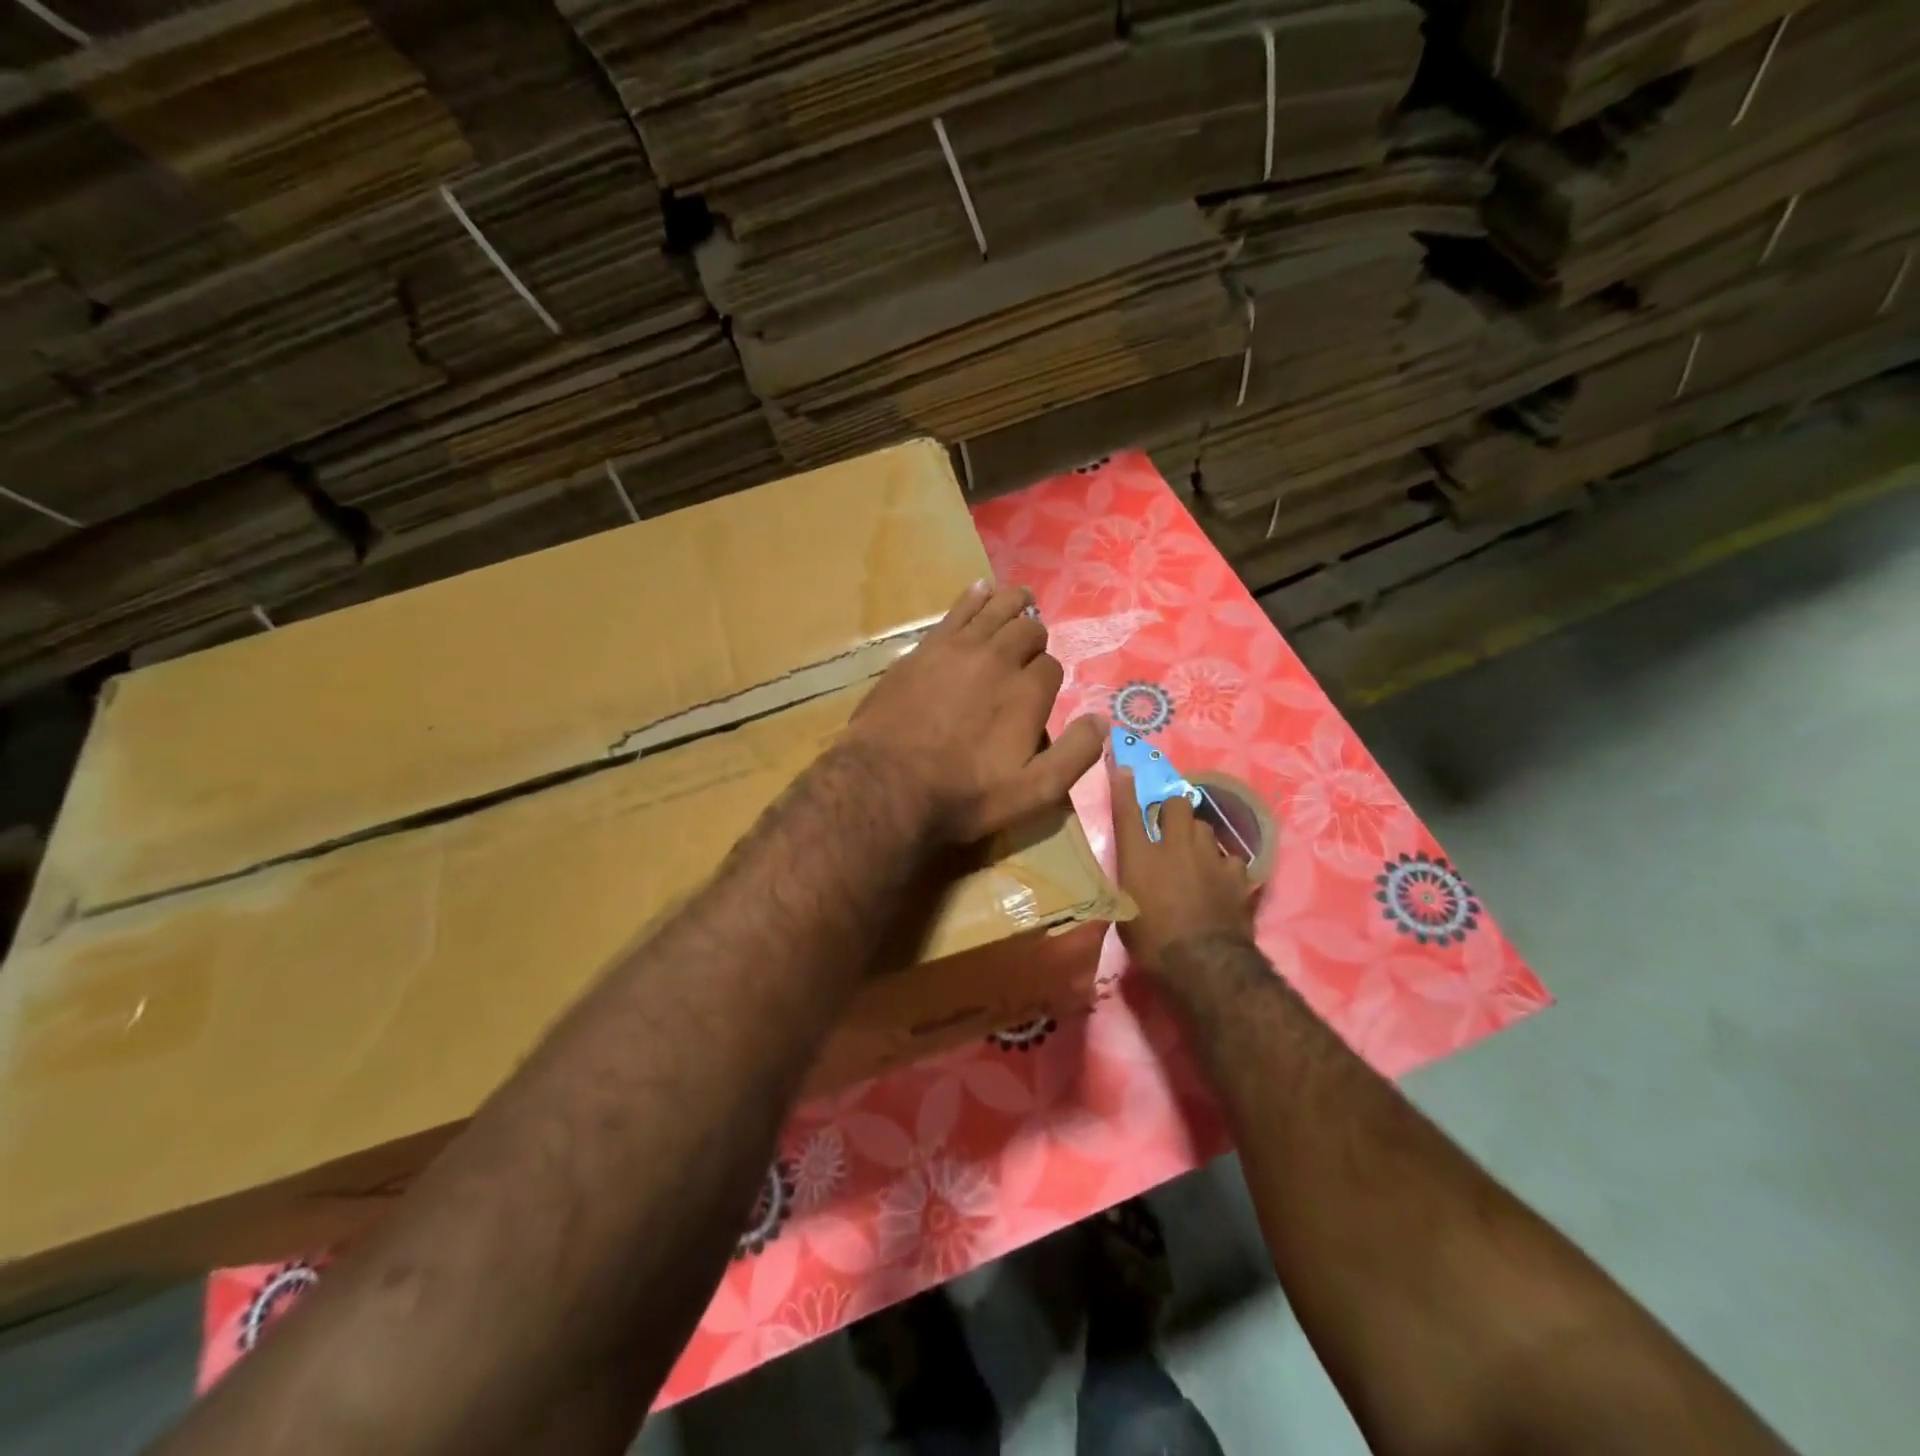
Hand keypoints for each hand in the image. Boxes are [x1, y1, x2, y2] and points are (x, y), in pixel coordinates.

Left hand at [846, 581, 1104, 843]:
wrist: (885, 783)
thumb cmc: (962, 794)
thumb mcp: (1032, 793)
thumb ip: (1073, 756)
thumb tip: (1102, 720)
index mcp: (1027, 693)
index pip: (1050, 668)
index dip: (1048, 678)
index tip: (1038, 695)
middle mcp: (998, 659)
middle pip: (1027, 631)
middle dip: (1034, 637)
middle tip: (1030, 648)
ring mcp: (959, 648)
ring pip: (996, 609)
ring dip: (1013, 603)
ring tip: (1021, 598)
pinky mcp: (925, 648)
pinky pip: (957, 609)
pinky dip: (975, 596)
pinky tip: (980, 589)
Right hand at [1109, 757, 1254, 973]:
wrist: (1204, 963)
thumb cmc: (1152, 942)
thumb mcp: (1124, 911)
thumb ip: (1128, 880)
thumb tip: (1131, 870)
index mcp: (1139, 856)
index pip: (1128, 811)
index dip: (1125, 787)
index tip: (1125, 768)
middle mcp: (1174, 846)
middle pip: (1177, 804)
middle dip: (1173, 809)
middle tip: (1168, 827)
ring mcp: (1210, 857)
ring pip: (1205, 827)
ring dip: (1197, 836)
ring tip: (1195, 855)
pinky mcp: (1237, 874)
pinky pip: (1229, 857)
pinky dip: (1223, 865)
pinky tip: (1220, 878)